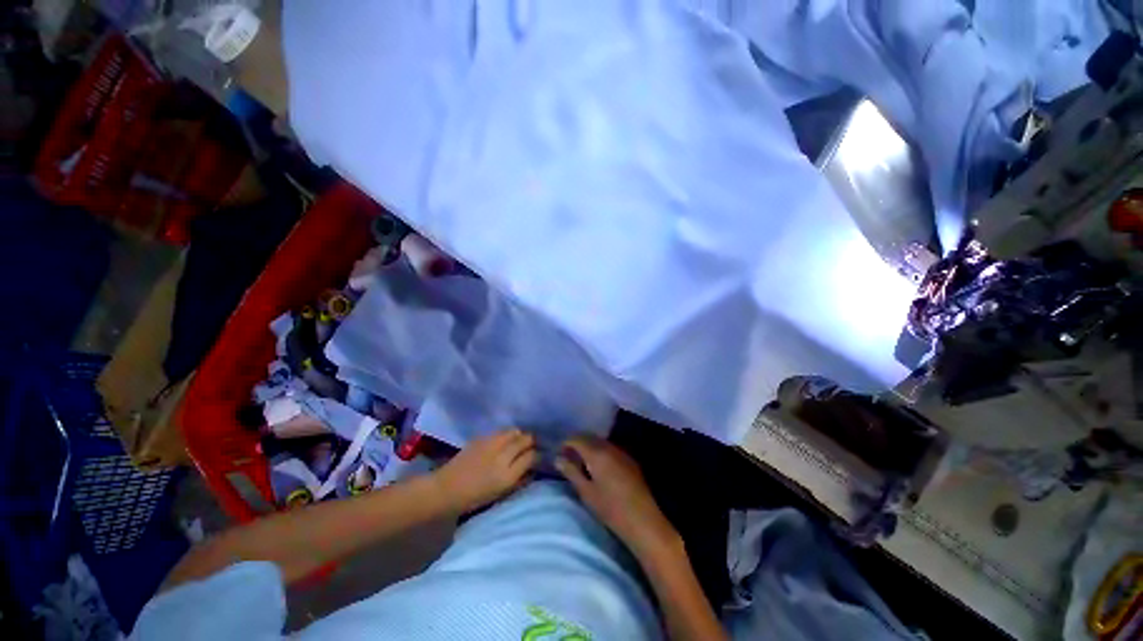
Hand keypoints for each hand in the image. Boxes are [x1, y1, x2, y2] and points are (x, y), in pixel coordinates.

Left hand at [434, 429, 537, 512]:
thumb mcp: (501, 494)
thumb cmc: (474, 498)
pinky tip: (504, 439)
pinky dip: (506, 434)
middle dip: (531, 441)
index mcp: (507, 475)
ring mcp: (491, 444)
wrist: (445, 489)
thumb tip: (532, 469)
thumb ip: (520, 480)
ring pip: (514, 431)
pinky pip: (500, 431)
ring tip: (519, 440)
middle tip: (532, 444)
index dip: (538, 454)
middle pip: (525, 439)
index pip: (532, 456)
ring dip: (519, 435)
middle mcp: (502, 456)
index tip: (539, 455)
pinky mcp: (481, 438)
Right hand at [556, 435, 679, 557]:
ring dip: (590, 447)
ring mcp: (621, 452)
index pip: (577, 438)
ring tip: (582, 462)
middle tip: (568, 457)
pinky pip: (611, 449)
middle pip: (590, 437)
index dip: (566, 443)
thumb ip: (571, 472)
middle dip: (578, 443)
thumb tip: (558, 458)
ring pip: (601, 442)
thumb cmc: (610, 508)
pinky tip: (599, 467)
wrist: (643, 520)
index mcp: (597, 453)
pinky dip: (601, 452)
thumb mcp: (586, 492)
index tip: (559, 453)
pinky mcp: (630, 460)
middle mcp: (610, 447)